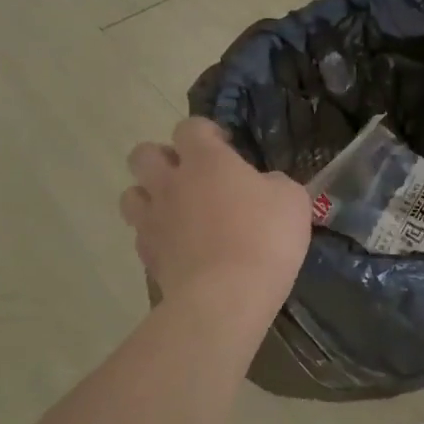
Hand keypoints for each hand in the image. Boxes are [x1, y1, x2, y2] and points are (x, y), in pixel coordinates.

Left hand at [121, 119, 310, 320]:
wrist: (227, 296)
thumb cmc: (265, 237)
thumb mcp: (292, 200)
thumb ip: (274, 183)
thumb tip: (264, 185)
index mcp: (206, 161)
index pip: (190, 127)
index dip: (205, 132)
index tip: (225, 146)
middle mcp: (171, 182)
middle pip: (144, 154)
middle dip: (163, 158)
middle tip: (191, 175)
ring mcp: (153, 220)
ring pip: (131, 194)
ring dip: (150, 196)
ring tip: (176, 210)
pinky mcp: (147, 256)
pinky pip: (142, 234)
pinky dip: (156, 235)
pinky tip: (179, 246)